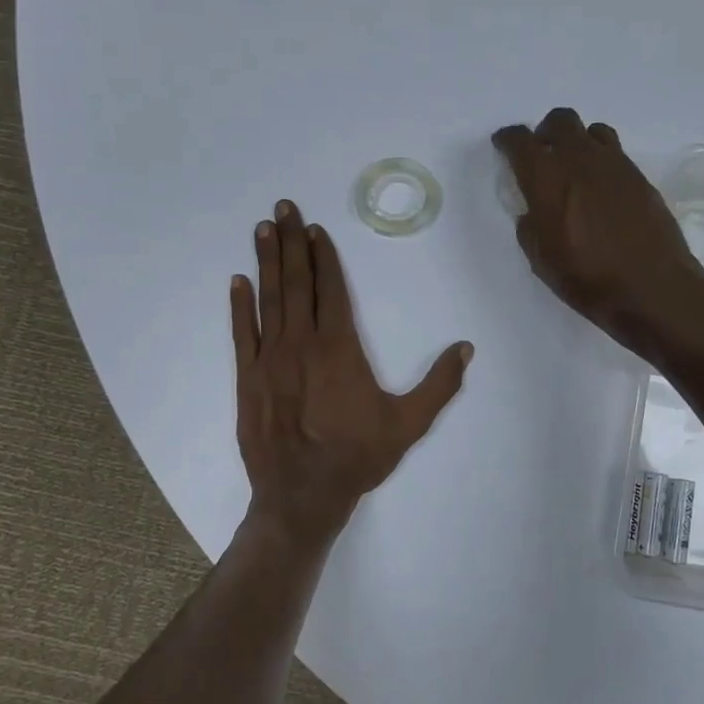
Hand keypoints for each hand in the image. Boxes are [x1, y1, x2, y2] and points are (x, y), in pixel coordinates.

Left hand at [231, 200, 472, 544]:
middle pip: (297, 283)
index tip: (315, 229)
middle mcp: (302, 344)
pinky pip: (242, 334)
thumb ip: (440, 384)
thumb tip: (466, 348)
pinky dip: (239, 306)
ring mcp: (270, 360)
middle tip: (282, 207)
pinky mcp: (247, 379)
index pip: (331, 290)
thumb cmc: (358, 457)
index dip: (324, 257)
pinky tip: (237, 281)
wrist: (302, 495)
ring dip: (266, 262)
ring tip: (261, 229)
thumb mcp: (409, 424)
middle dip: (290, 243)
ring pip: (269, 300)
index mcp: (339, 348)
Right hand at [493, 108, 703, 353]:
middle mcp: (581, 159)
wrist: (652, 288)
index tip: (504, 145)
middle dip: (546, 133)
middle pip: (560, 121)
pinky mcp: (641, 178)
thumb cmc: (587, 279)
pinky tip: (602, 190)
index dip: (508, 140)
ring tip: (576, 169)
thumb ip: (531, 226)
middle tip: (542, 155)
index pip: (520, 141)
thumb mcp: (542, 259)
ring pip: (592, 132)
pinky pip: (616, 154)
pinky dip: (602, 161)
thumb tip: (534, 211)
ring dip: (578, 142)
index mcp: (547, 178)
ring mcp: (616, 165)